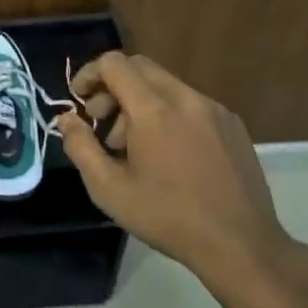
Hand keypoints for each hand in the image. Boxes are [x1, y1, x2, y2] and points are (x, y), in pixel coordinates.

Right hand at [55, 52, 296, 293]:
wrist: (240, 244)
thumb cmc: (167, 217)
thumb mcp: (109, 189)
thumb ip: (81, 147)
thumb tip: (67, 119)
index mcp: (154, 109)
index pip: (114, 63)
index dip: (89, 74)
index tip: (79, 101)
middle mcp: (186, 98)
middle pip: (140, 67)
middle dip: (112, 88)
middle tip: (102, 124)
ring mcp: (214, 109)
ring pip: (165, 85)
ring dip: (139, 103)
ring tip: (134, 147)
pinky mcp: (233, 124)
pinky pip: (190, 103)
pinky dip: (168, 113)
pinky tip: (169, 154)